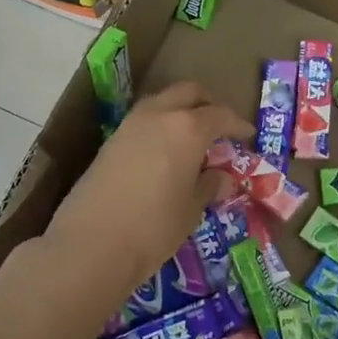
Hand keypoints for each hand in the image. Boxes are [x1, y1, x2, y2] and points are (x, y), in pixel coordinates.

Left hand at [41, 82, 251, 306]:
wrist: (90, 245)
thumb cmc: (154, 227)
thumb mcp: (191, 209)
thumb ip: (208, 186)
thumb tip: (222, 177)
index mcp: (187, 128)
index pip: (220, 115)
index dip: (237, 124)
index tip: (247, 135)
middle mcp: (158, 116)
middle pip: (188, 93)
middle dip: (207, 104)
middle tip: (220, 126)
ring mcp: (129, 126)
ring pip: (162, 102)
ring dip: (180, 111)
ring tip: (193, 139)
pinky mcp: (110, 142)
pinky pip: (144, 121)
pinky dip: (160, 126)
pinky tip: (166, 152)